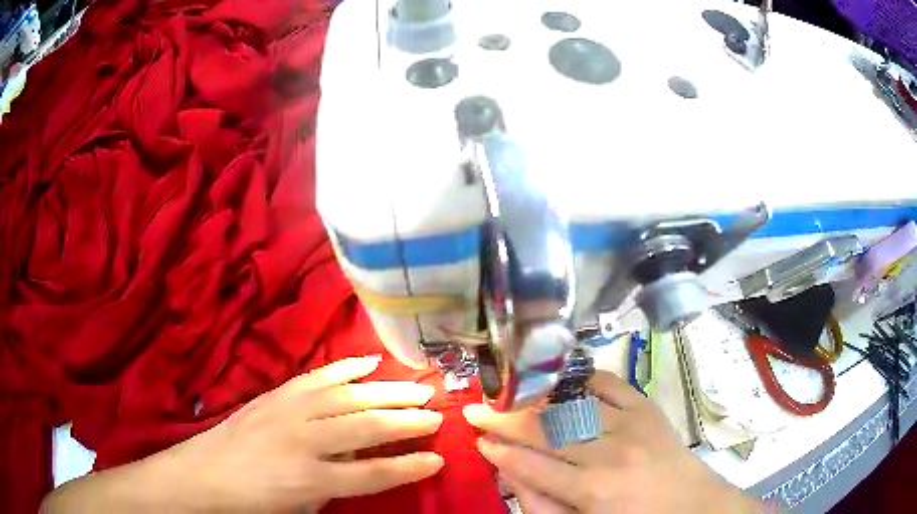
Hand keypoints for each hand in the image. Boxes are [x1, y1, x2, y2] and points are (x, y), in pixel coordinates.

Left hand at [43, 356, 444, 512]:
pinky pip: (318, 376)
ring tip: (418, 385)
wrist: (204, 475)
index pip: (375, 471)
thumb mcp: (301, 508)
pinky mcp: (275, 394)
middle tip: (439, 411)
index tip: (438, 456)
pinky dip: (346, 368)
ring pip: (348, 395)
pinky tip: (368, 363)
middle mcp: (303, 439)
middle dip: (408, 419)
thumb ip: (337, 486)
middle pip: (367, 424)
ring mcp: (287, 410)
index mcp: (310, 478)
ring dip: (387, 389)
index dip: (410, 464)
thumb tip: (367, 465)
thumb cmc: (254, 503)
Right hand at [463, 371, 766, 513]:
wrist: (693, 505)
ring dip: (534, 398)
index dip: (498, 450)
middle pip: (545, 429)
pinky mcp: (647, 408)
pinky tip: (560, 379)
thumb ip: (542, 505)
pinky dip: (582, 377)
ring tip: (508, 395)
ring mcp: (631, 423)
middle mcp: (609, 451)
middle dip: (504, 419)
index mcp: (592, 490)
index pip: (530, 463)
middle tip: (477, 410)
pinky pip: (609, 382)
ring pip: (570, 403)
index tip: (478, 440)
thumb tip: (510, 473)